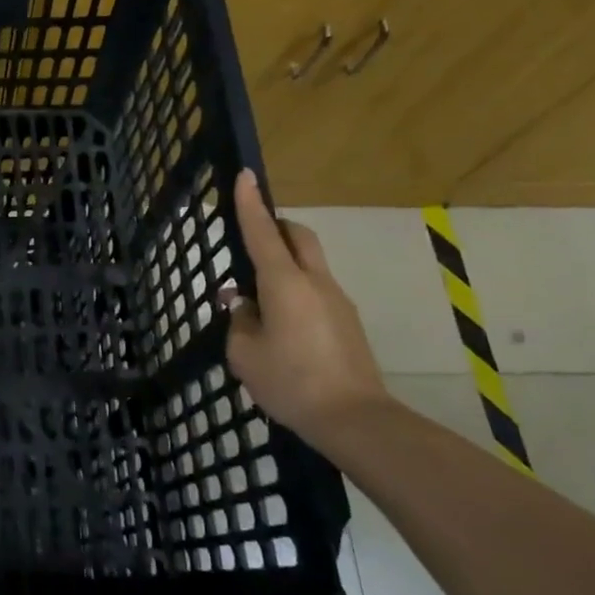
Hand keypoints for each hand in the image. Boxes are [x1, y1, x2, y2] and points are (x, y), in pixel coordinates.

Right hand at [224, 169, 387, 438]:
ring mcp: (337, 300)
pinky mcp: (348, 322)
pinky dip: (296, 291)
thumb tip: (242, 305)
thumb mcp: (245, 354)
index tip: (245, 175)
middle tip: (252, 240)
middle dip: (275, 227)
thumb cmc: (291, 382)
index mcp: (284, 283)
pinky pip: (316, 290)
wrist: (355, 419)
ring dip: (284, 265)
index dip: (250, 202)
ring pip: (309, 263)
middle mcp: (314, 282)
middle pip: (298, 236)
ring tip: (259, 301)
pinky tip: (282, 327)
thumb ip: (239, 321)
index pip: (262, 231)